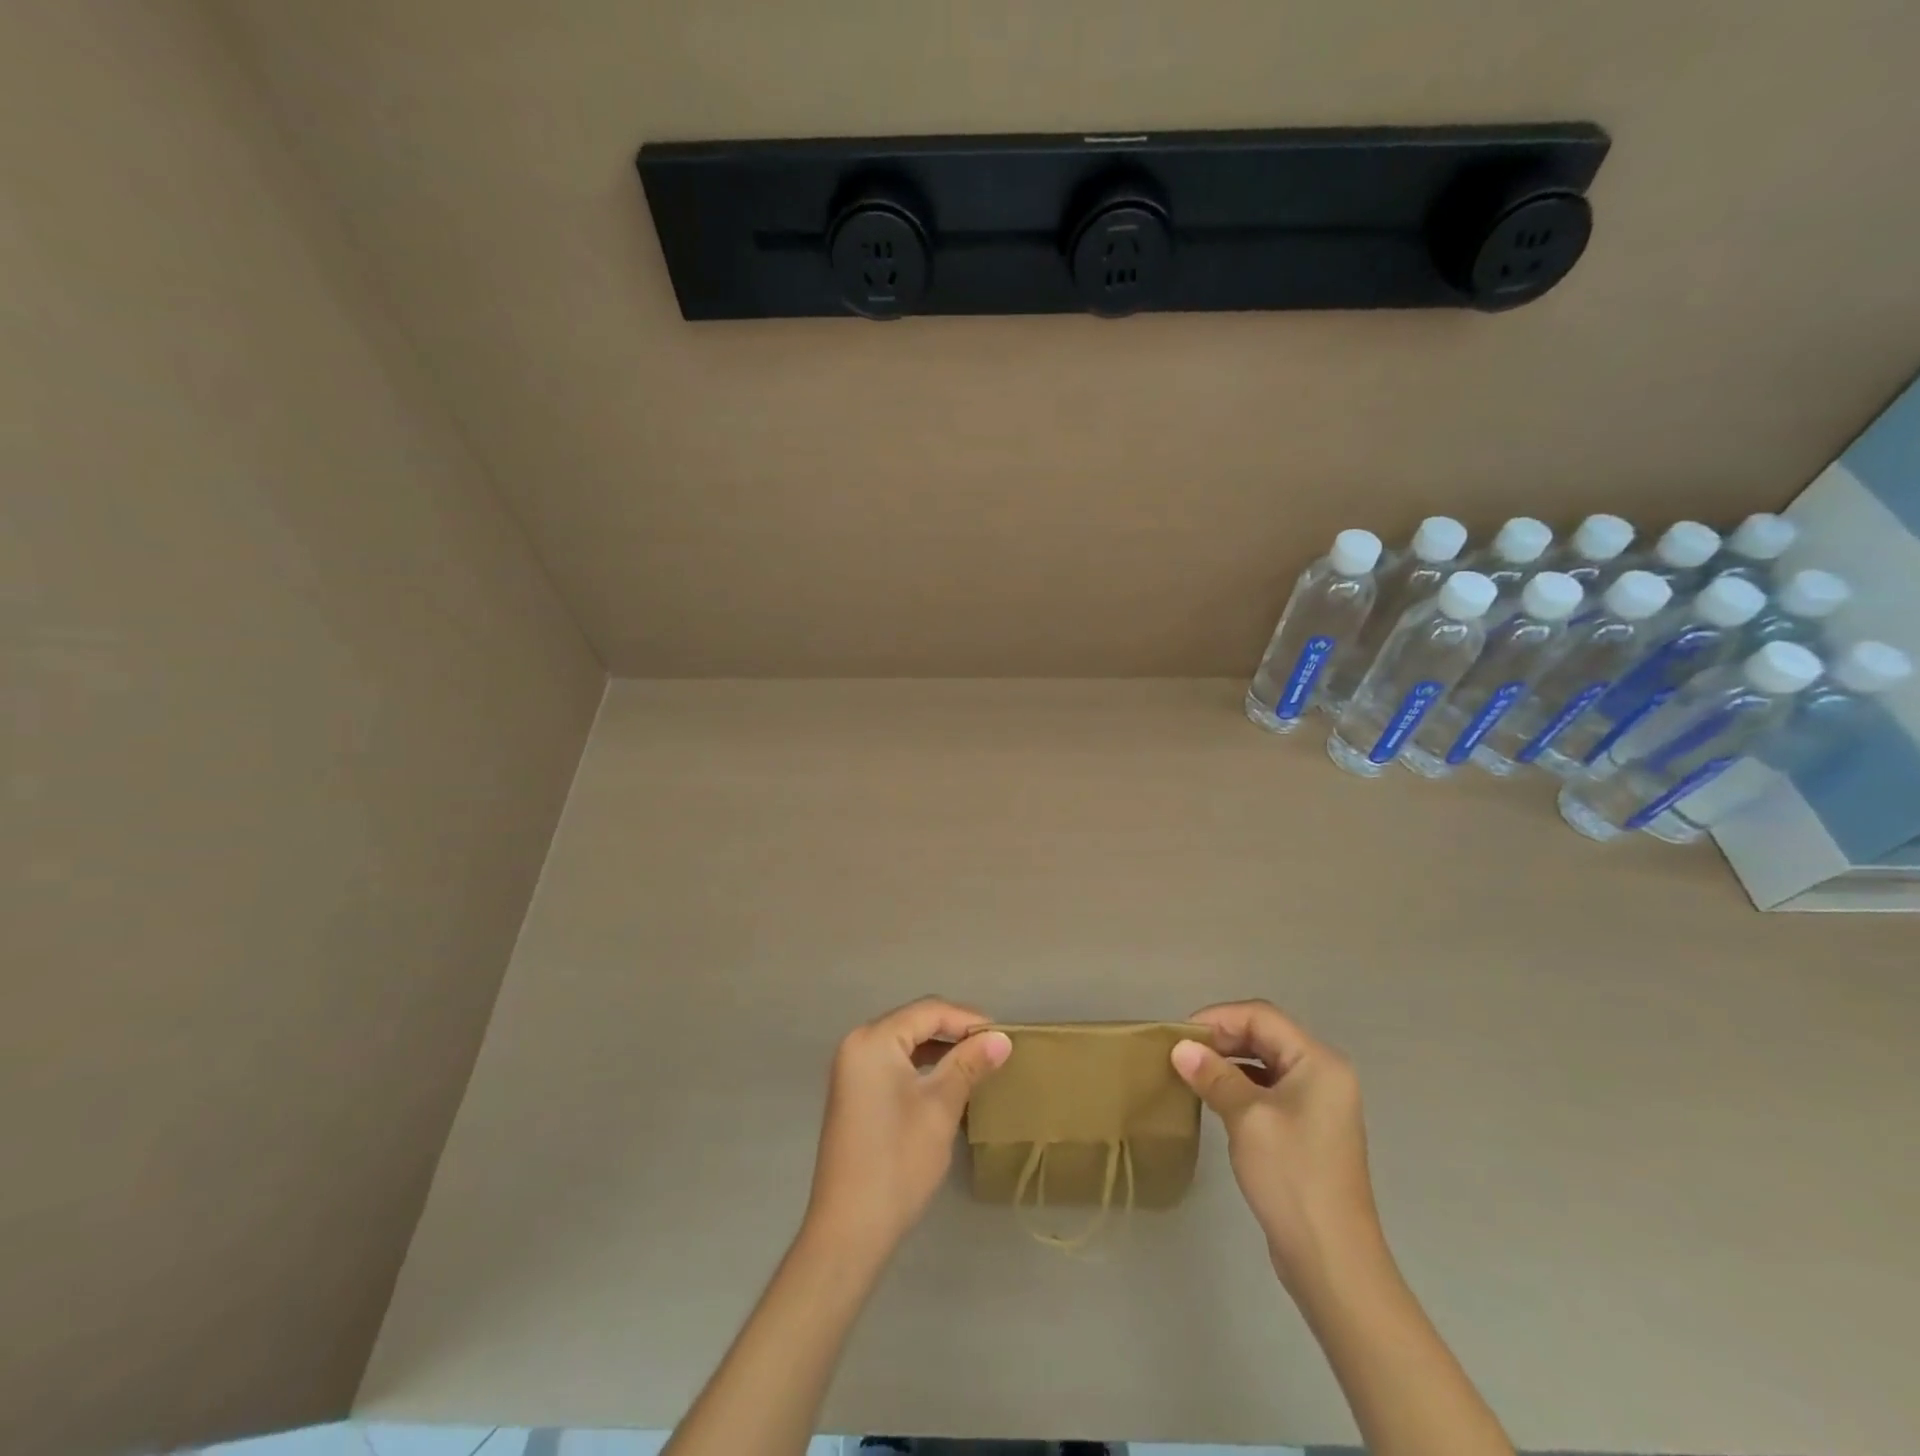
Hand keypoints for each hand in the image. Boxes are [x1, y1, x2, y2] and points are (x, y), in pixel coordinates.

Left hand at [804, 997, 1012, 1257]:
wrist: (849, 1230)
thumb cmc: (897, 1162)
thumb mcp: (940, 1108)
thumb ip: (969, 1065)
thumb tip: (1002, 1038)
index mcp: (873, 1039)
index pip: (929, 1011)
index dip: (968, 1019)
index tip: (1004, 1035)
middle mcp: (858, 1044)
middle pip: (915, 1021)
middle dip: (955, 1031)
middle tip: (995, 1047)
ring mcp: (852, 1068)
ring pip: (906, 1042)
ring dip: (941, 1048)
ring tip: (979, 1062)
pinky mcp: (855, 1091)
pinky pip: (894, 1062)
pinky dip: (923, 1065)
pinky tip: (948, 1080)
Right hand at [1172, 1000, 1378, 1286]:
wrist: (1333, 1261)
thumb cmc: (1293, 1178)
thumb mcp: (1247, 1118)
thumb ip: (1213, 1076)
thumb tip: (1180, 1048)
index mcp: (1318, 1062)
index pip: (1261, 1016)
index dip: (1218, 1018)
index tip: (1180, 1036)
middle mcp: (1323, 1074)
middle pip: (1264, 1035)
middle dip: (1221, 1039)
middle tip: (1180, 1054)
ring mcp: (1318, 1103)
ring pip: (1264, 1062)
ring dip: (1227, 1062)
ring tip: (1190, 1073)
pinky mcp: (1307, 1129)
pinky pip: (1268, 1089)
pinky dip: (1239, 1086)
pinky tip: (1213, 1099)